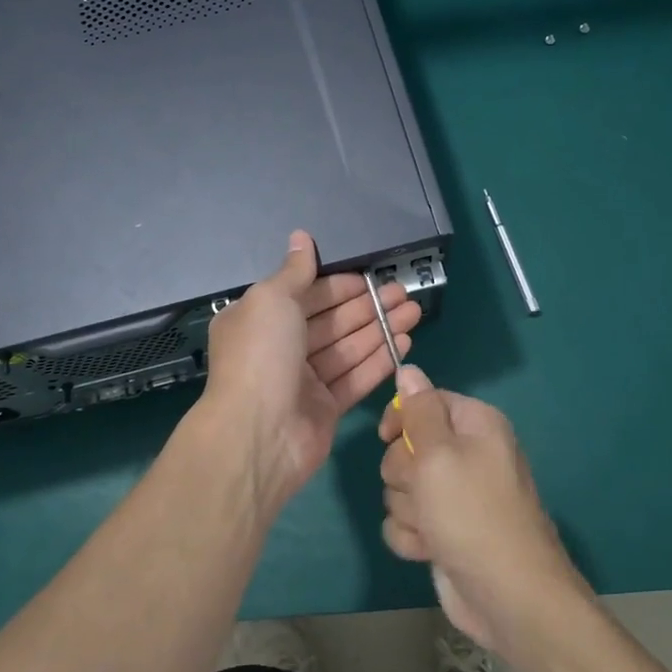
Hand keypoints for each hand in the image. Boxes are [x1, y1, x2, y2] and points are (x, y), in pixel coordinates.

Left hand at [198, 230, 422, 512]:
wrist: (258, 434)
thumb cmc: (261, 355)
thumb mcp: (272, 299)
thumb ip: (294, 270)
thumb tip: (301, 236)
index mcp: (260, 319)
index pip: (306, 295)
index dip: (339, 286)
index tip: (371, 278)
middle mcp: (280, 347)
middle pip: (332, 321)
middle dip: (367, 306)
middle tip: (404, 293)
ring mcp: (303, 380)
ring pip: (348, 348)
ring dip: (380, 329)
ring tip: (414, 312)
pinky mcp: (325, 408)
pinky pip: (355, 378)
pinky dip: (379, 360)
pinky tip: (404, 343)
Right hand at [379, 366, 590, 656]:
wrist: (508, 597)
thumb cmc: (472, 514)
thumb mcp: (439, 453)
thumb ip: (419, 410)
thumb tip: (409, 368)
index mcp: (475, 425)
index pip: (424, 400)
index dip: (402, 418)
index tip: (388, 437)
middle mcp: (466, 455)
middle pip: (406, 447)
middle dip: (405, 474)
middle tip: (425, 491)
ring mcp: (454, 496)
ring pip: (401, 487)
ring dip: (409, 510)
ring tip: (433, 527)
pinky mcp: (442, 531)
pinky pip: (406, 521)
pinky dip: (412, 537)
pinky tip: (429, 550)